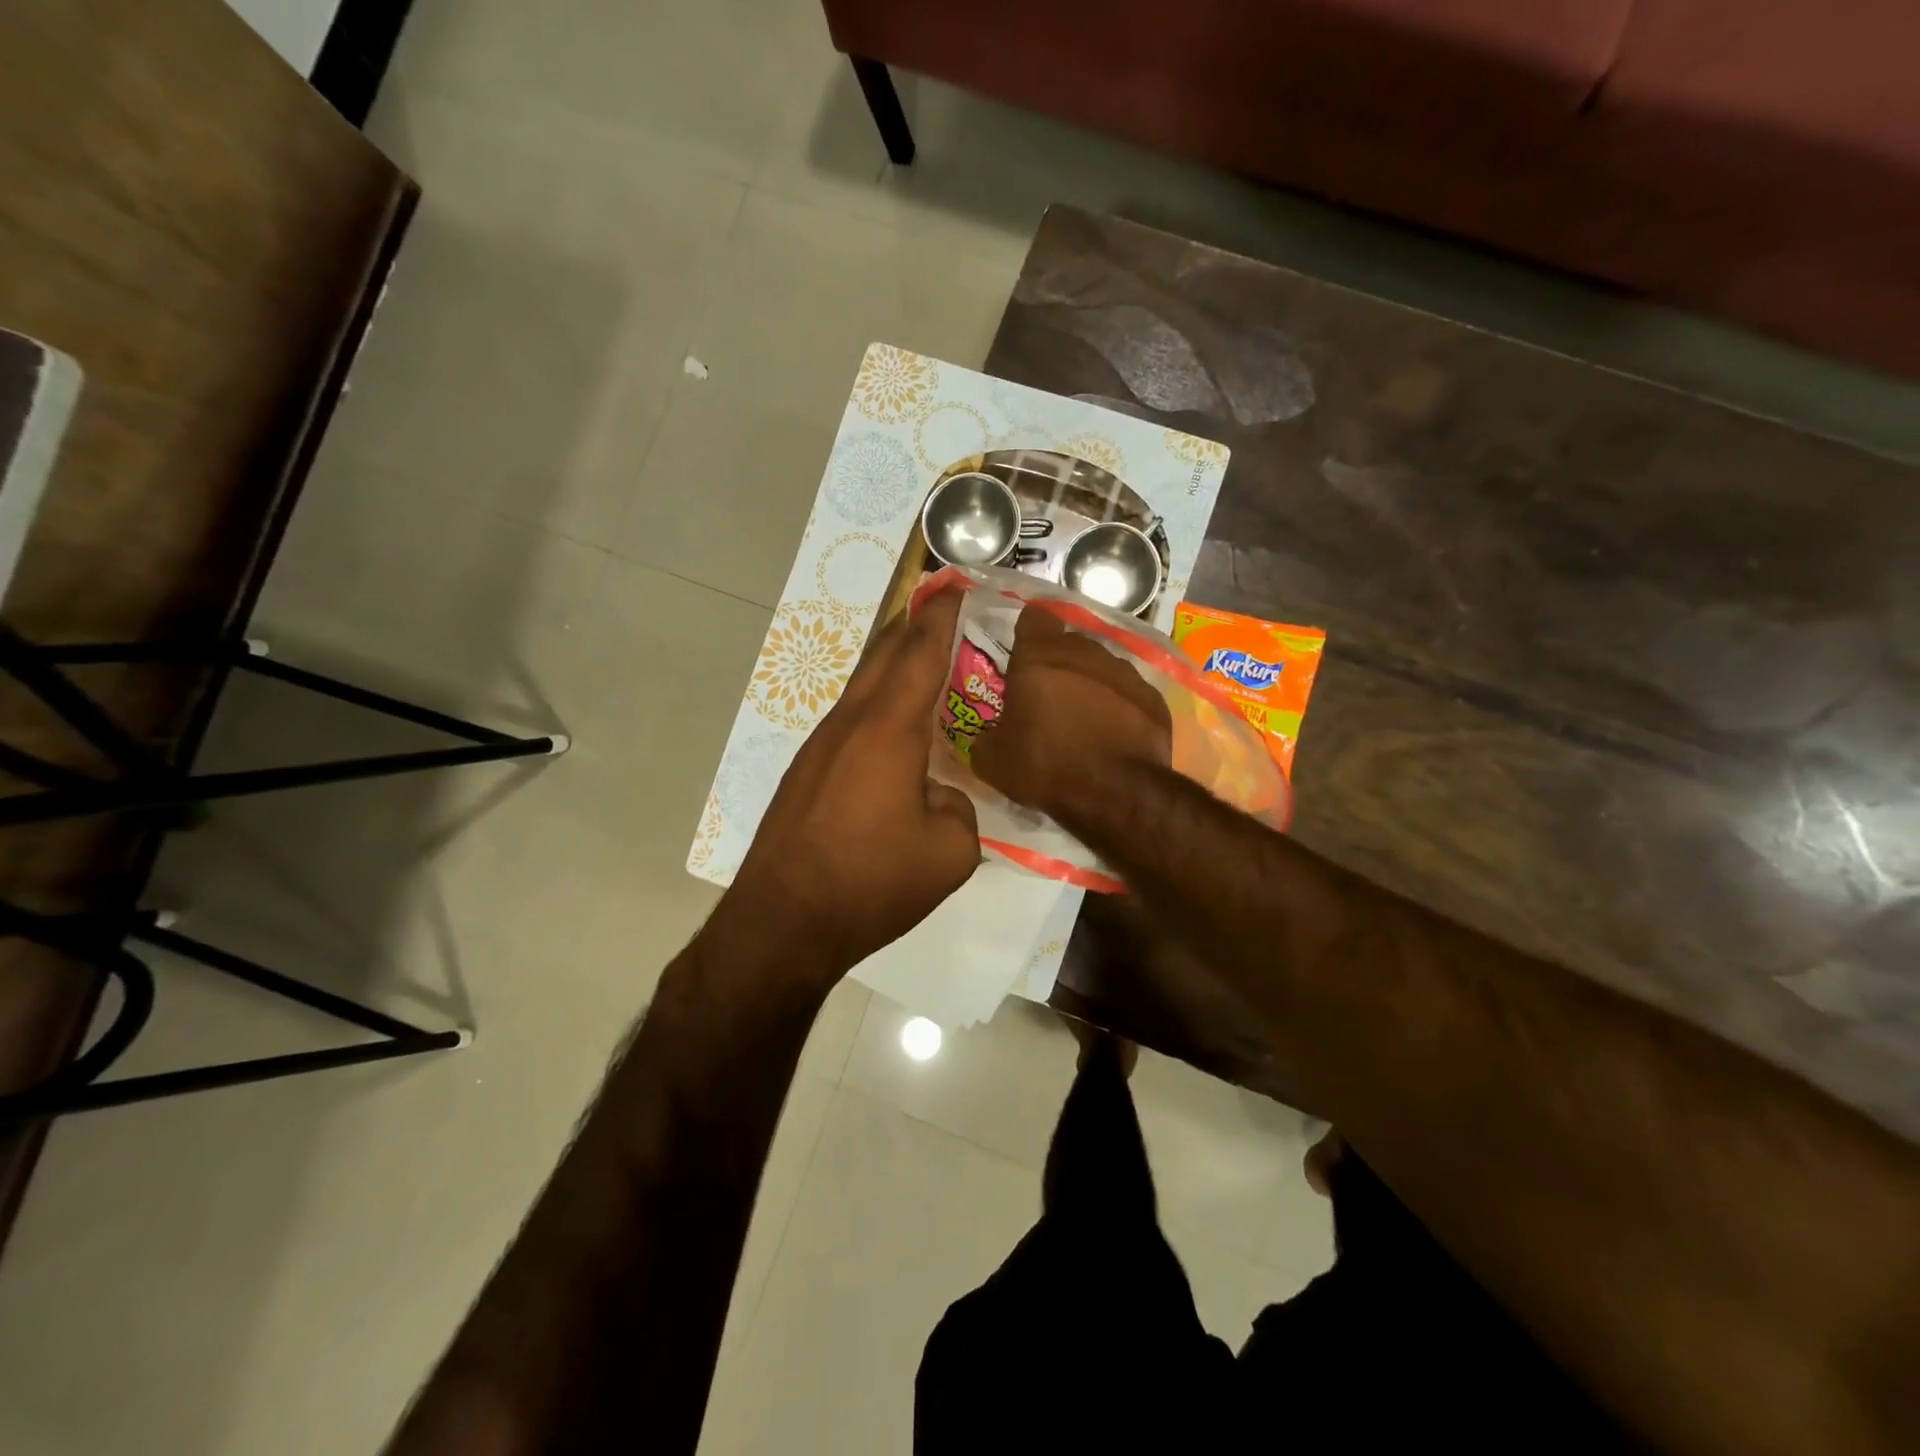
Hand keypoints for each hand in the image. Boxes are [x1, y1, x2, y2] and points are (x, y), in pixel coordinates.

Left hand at [723, 586, 980, 975]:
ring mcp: (819, 746)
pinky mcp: (805, 772)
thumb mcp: (949, 853)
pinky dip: (876, 705)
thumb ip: (960, 809)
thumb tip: (940, 796)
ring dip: (892, 667)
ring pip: (862, 686)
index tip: (957, 586)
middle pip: (884, 655)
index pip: (921, 653)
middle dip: (914, 627)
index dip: (942, 616)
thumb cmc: (871, 882)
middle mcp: (850, 724)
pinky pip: (849, 719)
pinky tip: (892, 731)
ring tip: (923, 665)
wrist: (783, 922)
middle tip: (944, 612)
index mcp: (889, 730)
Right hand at [971, 607, 1170, 823]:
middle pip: (1069, 644)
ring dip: (1090, 684)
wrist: (1114, 793)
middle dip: (1058, 663)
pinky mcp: (1153, 699)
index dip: (1028, 633)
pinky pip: (1129, 694)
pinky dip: (1120, 708)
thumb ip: (986, 736)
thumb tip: (990, 736)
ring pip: (1102, 667)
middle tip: (1048, 697)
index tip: (1023, 654)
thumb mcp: (992, 760)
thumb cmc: (1045, 766)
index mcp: (1039, 658)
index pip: (1034, 619)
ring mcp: (1124, 674)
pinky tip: (1114, 735)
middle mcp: (1085, 653)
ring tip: (1084, 719)